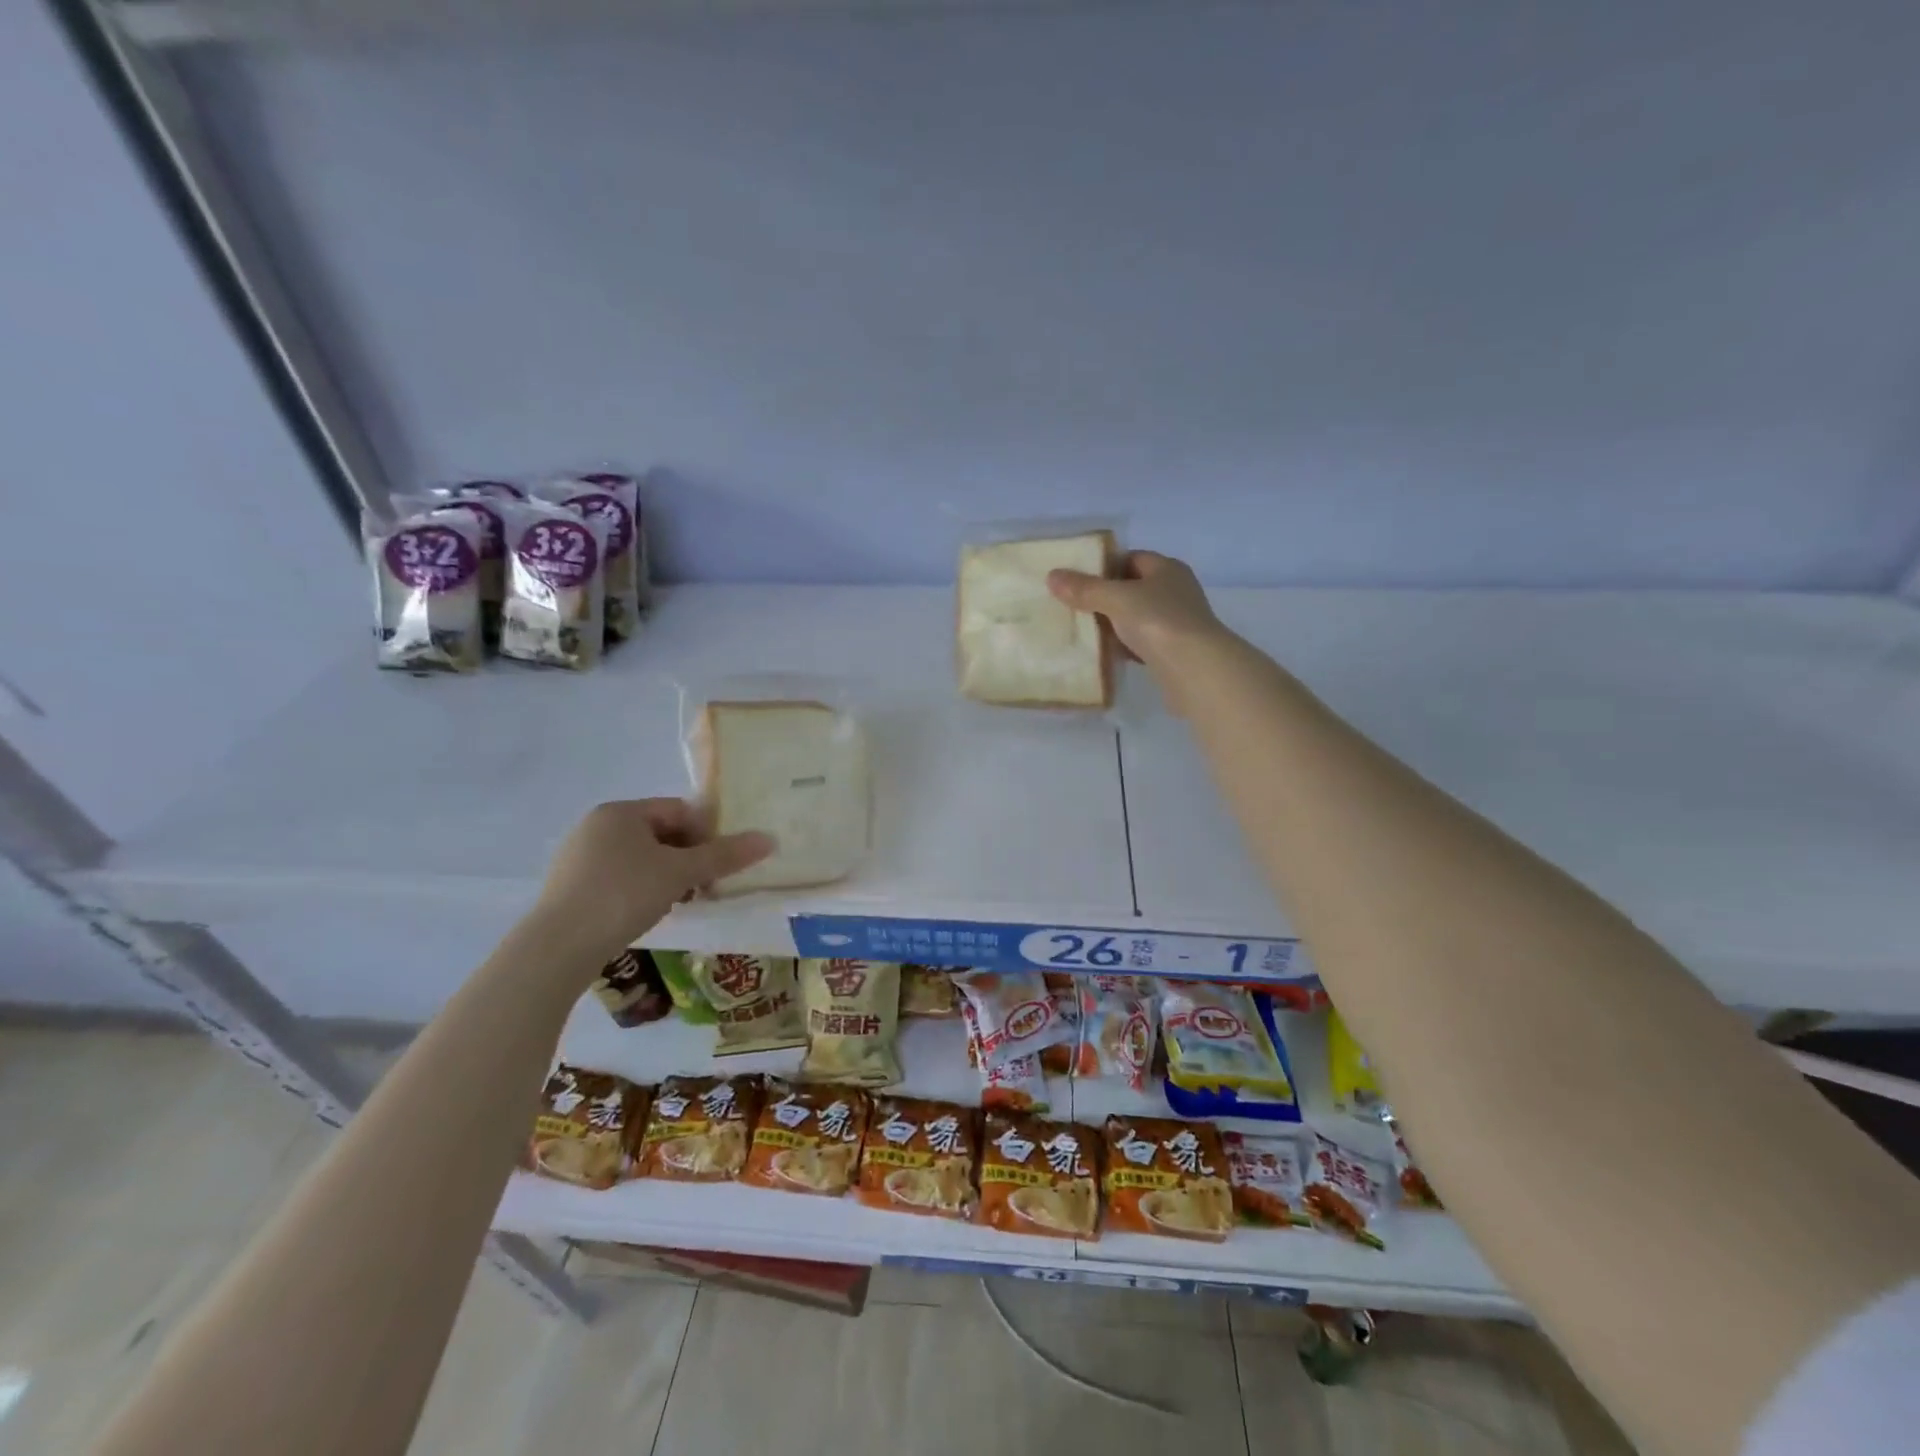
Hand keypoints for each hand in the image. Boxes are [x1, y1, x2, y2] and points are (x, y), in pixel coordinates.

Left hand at [532, 799, 774, 957]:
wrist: (558, 947)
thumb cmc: (623, 894)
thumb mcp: (681, 873)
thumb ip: (725, 855)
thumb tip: (770, 839)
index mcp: (621, 811)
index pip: (679, 810)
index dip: (707, 834)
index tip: (720, 864)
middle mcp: (596, 826)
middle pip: (660, 833)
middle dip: (688, 858)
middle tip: (705, 887)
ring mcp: (578, 857)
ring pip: (640, 858)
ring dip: (667, 876)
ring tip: (680, 903)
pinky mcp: (569, 887)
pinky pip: (619, 878)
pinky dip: (641, 890)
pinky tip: (647, 914)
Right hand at [1047, 550, 1225, 692]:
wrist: (1196, 670)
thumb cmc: (1159, 622)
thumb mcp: (1117, 599)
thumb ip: (1085, 589)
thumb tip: (1052, 576)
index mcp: (1167, 569)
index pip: (1131, 558)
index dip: (1104, 565)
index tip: (1076, 578)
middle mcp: (1175, 591)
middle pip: (1132, 588)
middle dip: (1104, 597)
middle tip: (1071, 605)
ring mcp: (1176, 623)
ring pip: (1135, 618)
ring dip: (1112, 625)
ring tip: (1080, 630)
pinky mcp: (1172, 652)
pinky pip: (1140, 644)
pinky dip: (1122, 647)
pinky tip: (1102, 654)